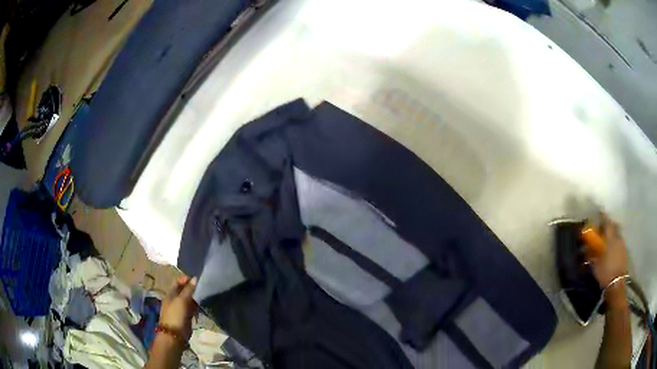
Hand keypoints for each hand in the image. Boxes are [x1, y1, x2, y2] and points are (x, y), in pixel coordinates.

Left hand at [160, 276, 197, 339]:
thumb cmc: (176, 315)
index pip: (177, 282)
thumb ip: (188, 290)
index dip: (185, 279)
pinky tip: (203, 305)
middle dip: (192, 289)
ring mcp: (181, 308)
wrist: (175, 334)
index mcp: (171, 294)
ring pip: (189, 300)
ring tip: (205, 295)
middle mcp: (175, 300)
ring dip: (196, 298)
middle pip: (184, 291)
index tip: (196, 280)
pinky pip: (193, 309)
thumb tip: (195, 278)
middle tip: (203, 287)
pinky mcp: (187, 316)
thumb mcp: (182, 300)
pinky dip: (197, 307)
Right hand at [588, 214, 627, 305]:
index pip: (607, 222)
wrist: (616, 284)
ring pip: (617, 234)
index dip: (602, 217)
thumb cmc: (605, 272)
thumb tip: (585, 247)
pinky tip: (612, 249)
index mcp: (610, 238)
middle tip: (604, 228)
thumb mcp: (595, 264)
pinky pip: (619, 243)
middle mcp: (617, 237)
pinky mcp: (624, 252)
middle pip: (614, 226)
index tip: (599, 213)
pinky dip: (616, 243)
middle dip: (609, 226)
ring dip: (613, 235)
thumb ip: (591, 254)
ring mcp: (622, 244)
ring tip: (608, 240)